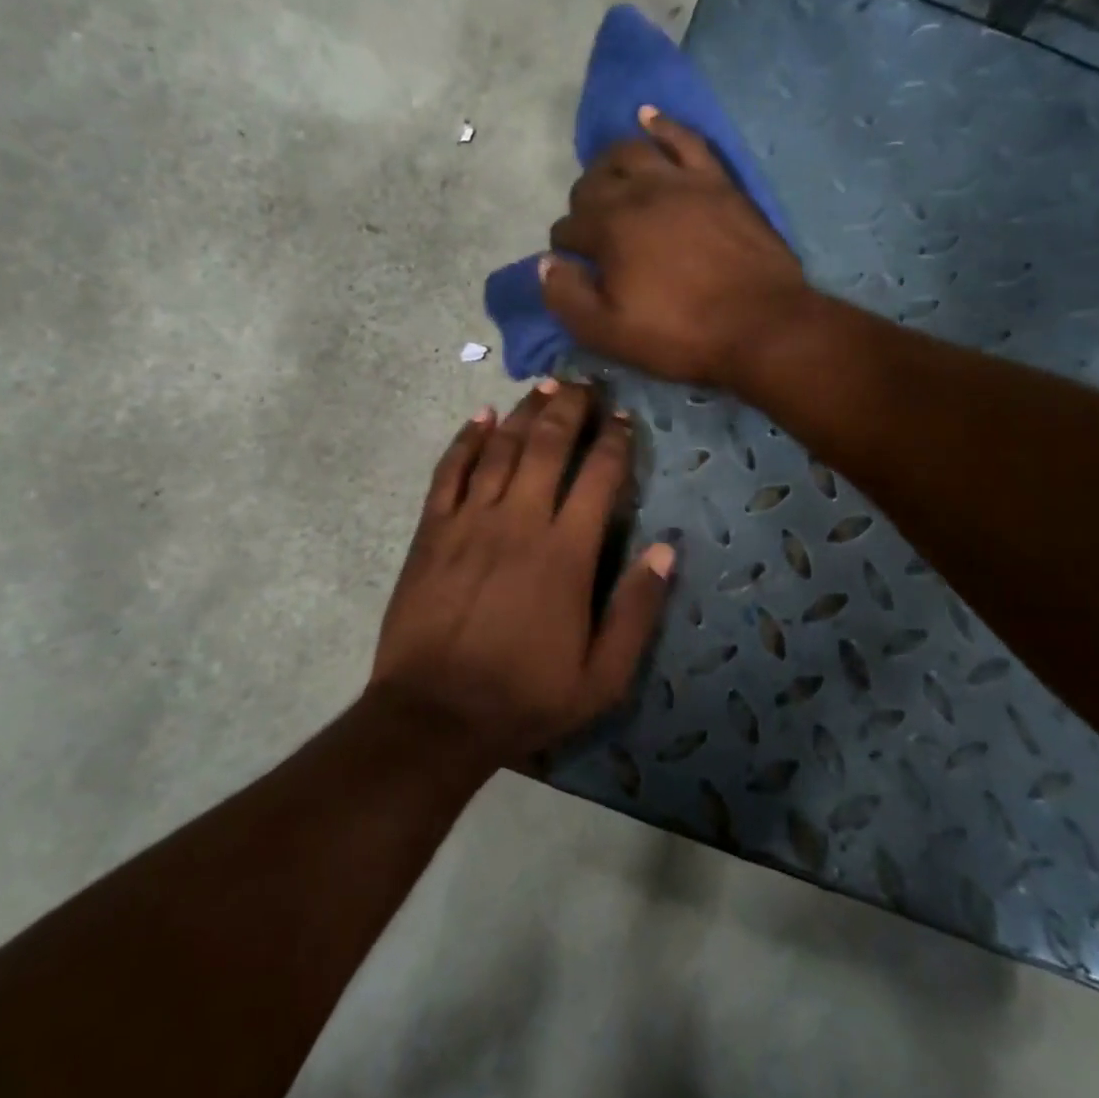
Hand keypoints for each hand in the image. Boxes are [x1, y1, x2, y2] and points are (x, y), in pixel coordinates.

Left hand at [369, 382, 674, 765]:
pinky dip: (465, 440)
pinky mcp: (431, 532)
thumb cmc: (524, 697)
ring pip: (500, 448)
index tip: (622, 417)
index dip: (614, 441)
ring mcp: (469, 522)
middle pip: (547, 446)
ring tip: (543, 385)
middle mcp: (519, 522)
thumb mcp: (602, 676)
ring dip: (524, 412)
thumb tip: (667, 549)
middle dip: (569, 408)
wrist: (434, 716)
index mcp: (566, 553)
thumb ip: (637, 610)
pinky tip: (479, 417)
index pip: (598, 477)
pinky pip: (449, 472)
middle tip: (583, 381)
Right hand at [540, 108, 808, 388]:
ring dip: (610, 163)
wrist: (761, 326)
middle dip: (582, 205)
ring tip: (609, 179)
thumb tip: (546, 264)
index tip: (576, 268)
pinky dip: (662, 125)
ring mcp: (681, 180)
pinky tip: (648, 118)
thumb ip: (567, 297)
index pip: (567, 227)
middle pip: (593, 183)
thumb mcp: (609, 333)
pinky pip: (685, 139)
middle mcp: (639, 193)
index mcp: (608, 229)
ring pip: (632, 151)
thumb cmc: (681, 335)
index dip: (566, 249)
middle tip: (592, 232)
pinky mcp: (716, 181)